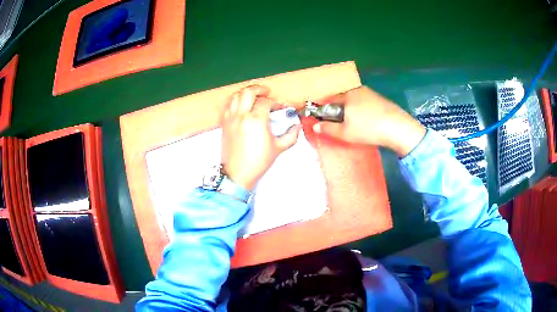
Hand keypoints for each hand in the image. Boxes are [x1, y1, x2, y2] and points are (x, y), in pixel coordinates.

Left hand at [221, 85, 300, 190]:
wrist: (238, 173)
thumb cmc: (258, 162)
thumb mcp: (278, 148)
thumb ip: (291, 135)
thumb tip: (296, 127)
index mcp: (256, 120)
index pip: (266, 102)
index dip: (275, 102)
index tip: (280, 107)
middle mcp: (242, 115)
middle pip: (249, 92)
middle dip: (259, 89)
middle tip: (267, 92)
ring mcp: (231, 118)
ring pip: (236, 96)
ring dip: (246, 93)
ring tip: (254, 97)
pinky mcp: (224, 124)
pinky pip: (227, 105)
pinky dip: (235, 101)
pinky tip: (241, 106)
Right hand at [312, 86, 425, 156]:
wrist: (397, 128)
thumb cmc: (368, 129)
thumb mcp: (345, 133)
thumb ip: (328, 129)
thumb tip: (315, 126)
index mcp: (346, 95)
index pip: (329, 99)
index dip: (324, 110)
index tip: (325, 121)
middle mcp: (357, 90)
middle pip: (342, 99)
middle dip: (338, 110)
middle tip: (341, 125)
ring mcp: (371, 93)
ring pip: (354, 101)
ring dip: (351, 110)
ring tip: (356, 125)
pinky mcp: (381, 99)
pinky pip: (365, 102)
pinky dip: (362, 110)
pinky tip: (368, 121)